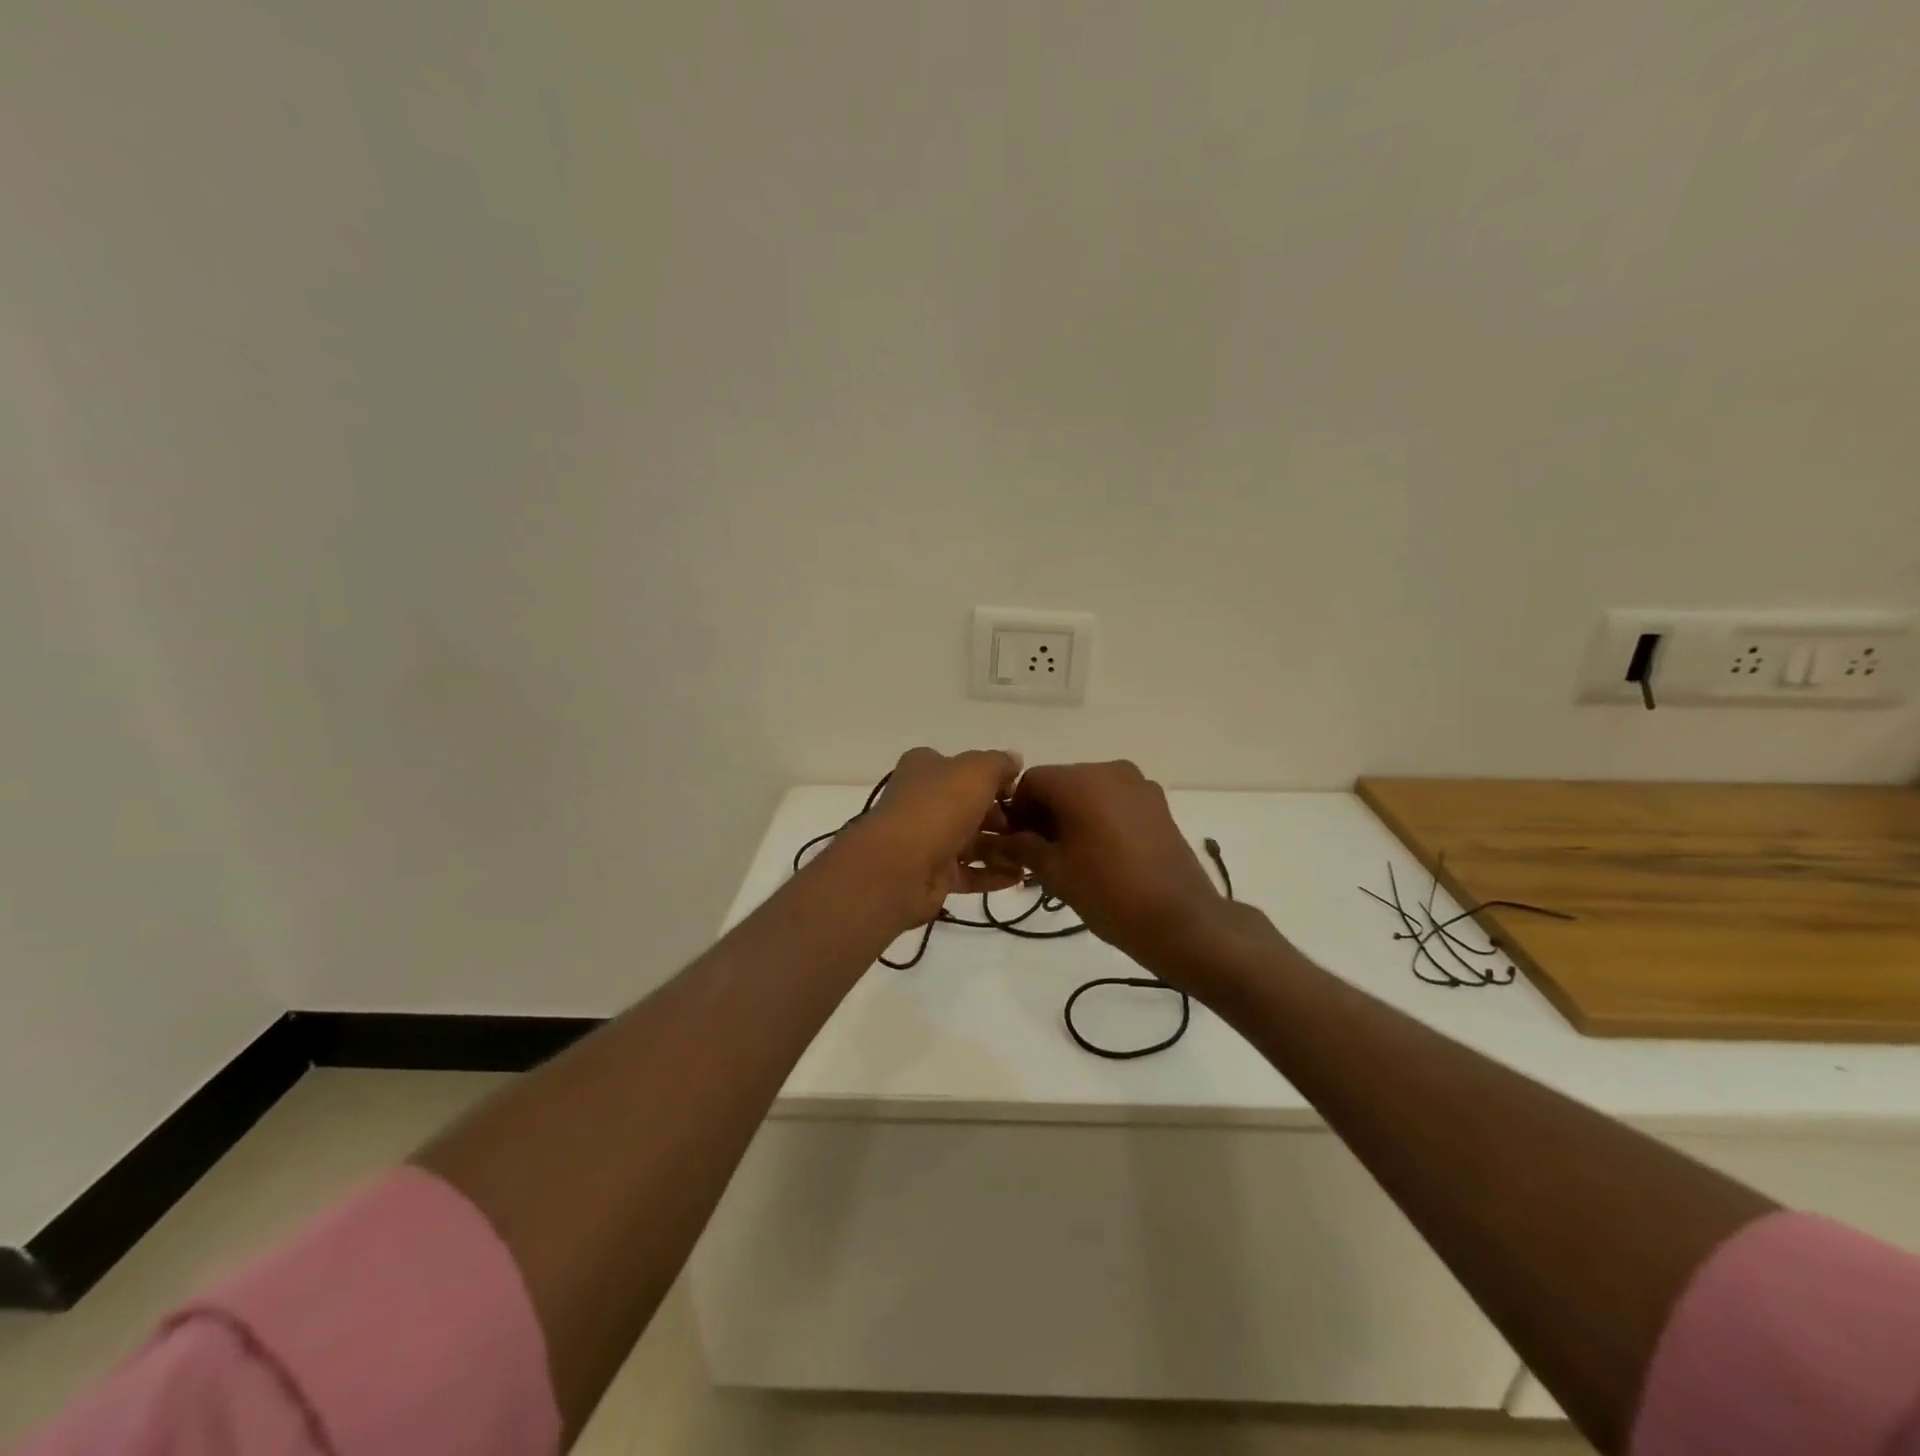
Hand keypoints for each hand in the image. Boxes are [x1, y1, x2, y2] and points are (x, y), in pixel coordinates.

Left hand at [846, 747, 1025, 929]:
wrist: (901, 865)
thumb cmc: (939, 806)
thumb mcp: (977, 770)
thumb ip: (999, 763)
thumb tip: (1014, 760)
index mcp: (925, 768)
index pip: (962, 766)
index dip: (991, 777)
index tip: (1019, 791)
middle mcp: (923, 801)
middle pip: (968, 805)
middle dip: (1000, 816)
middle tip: (1030, 825)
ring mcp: (925, 839)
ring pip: (970, 841)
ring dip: (1000, 847)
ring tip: (1031, 854)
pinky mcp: (931, 874)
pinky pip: (968, 873)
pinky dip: (992, 874)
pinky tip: (1019, 877)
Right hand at [989, 761, 1238, 974]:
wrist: (1179, 919)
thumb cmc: (1107, 891)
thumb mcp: (1054, 870)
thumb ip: (1021, 847)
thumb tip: (998, 840)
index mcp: (1080, 780)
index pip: (1031, 781)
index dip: (1016, 810)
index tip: (1014, 843)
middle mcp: (1109, 770)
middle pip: (1061, 783)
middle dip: (1044, 813)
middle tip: (1037, 854)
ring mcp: (1139, 785)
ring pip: (1089, 791)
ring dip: (1071, 815)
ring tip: (1068, 856)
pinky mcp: (1158, 803)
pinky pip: (1115, 801)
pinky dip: (1098, 817)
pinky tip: (1098, 853)